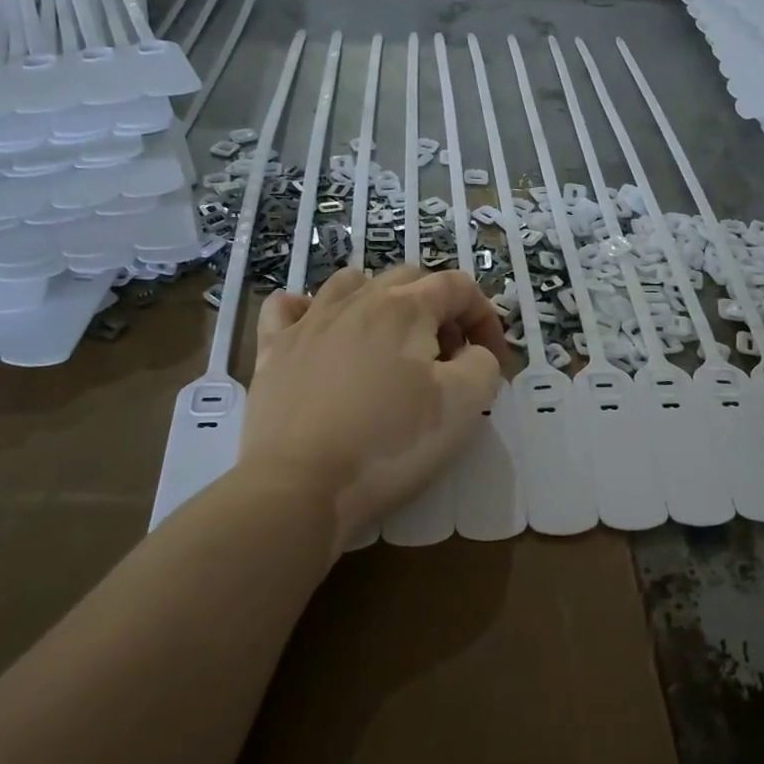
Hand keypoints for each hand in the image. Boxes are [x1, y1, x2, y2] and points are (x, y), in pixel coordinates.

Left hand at [239, 265, 506, 543]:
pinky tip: (317, 331)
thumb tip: (472, 354)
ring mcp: (309, 322)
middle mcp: (357, 300)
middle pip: (408, 279)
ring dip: (380, 301)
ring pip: (350, 282)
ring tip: (388, 343)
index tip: (491, 360)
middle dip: (438, 309)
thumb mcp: (464, 405)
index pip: (458, 286)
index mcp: (406, 308)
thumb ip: (483, 365)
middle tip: (445, 359)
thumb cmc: (390, 442)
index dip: (484, 317)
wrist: (299, 484)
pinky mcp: (273, 350)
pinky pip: (287, 307)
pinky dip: (308, 309)